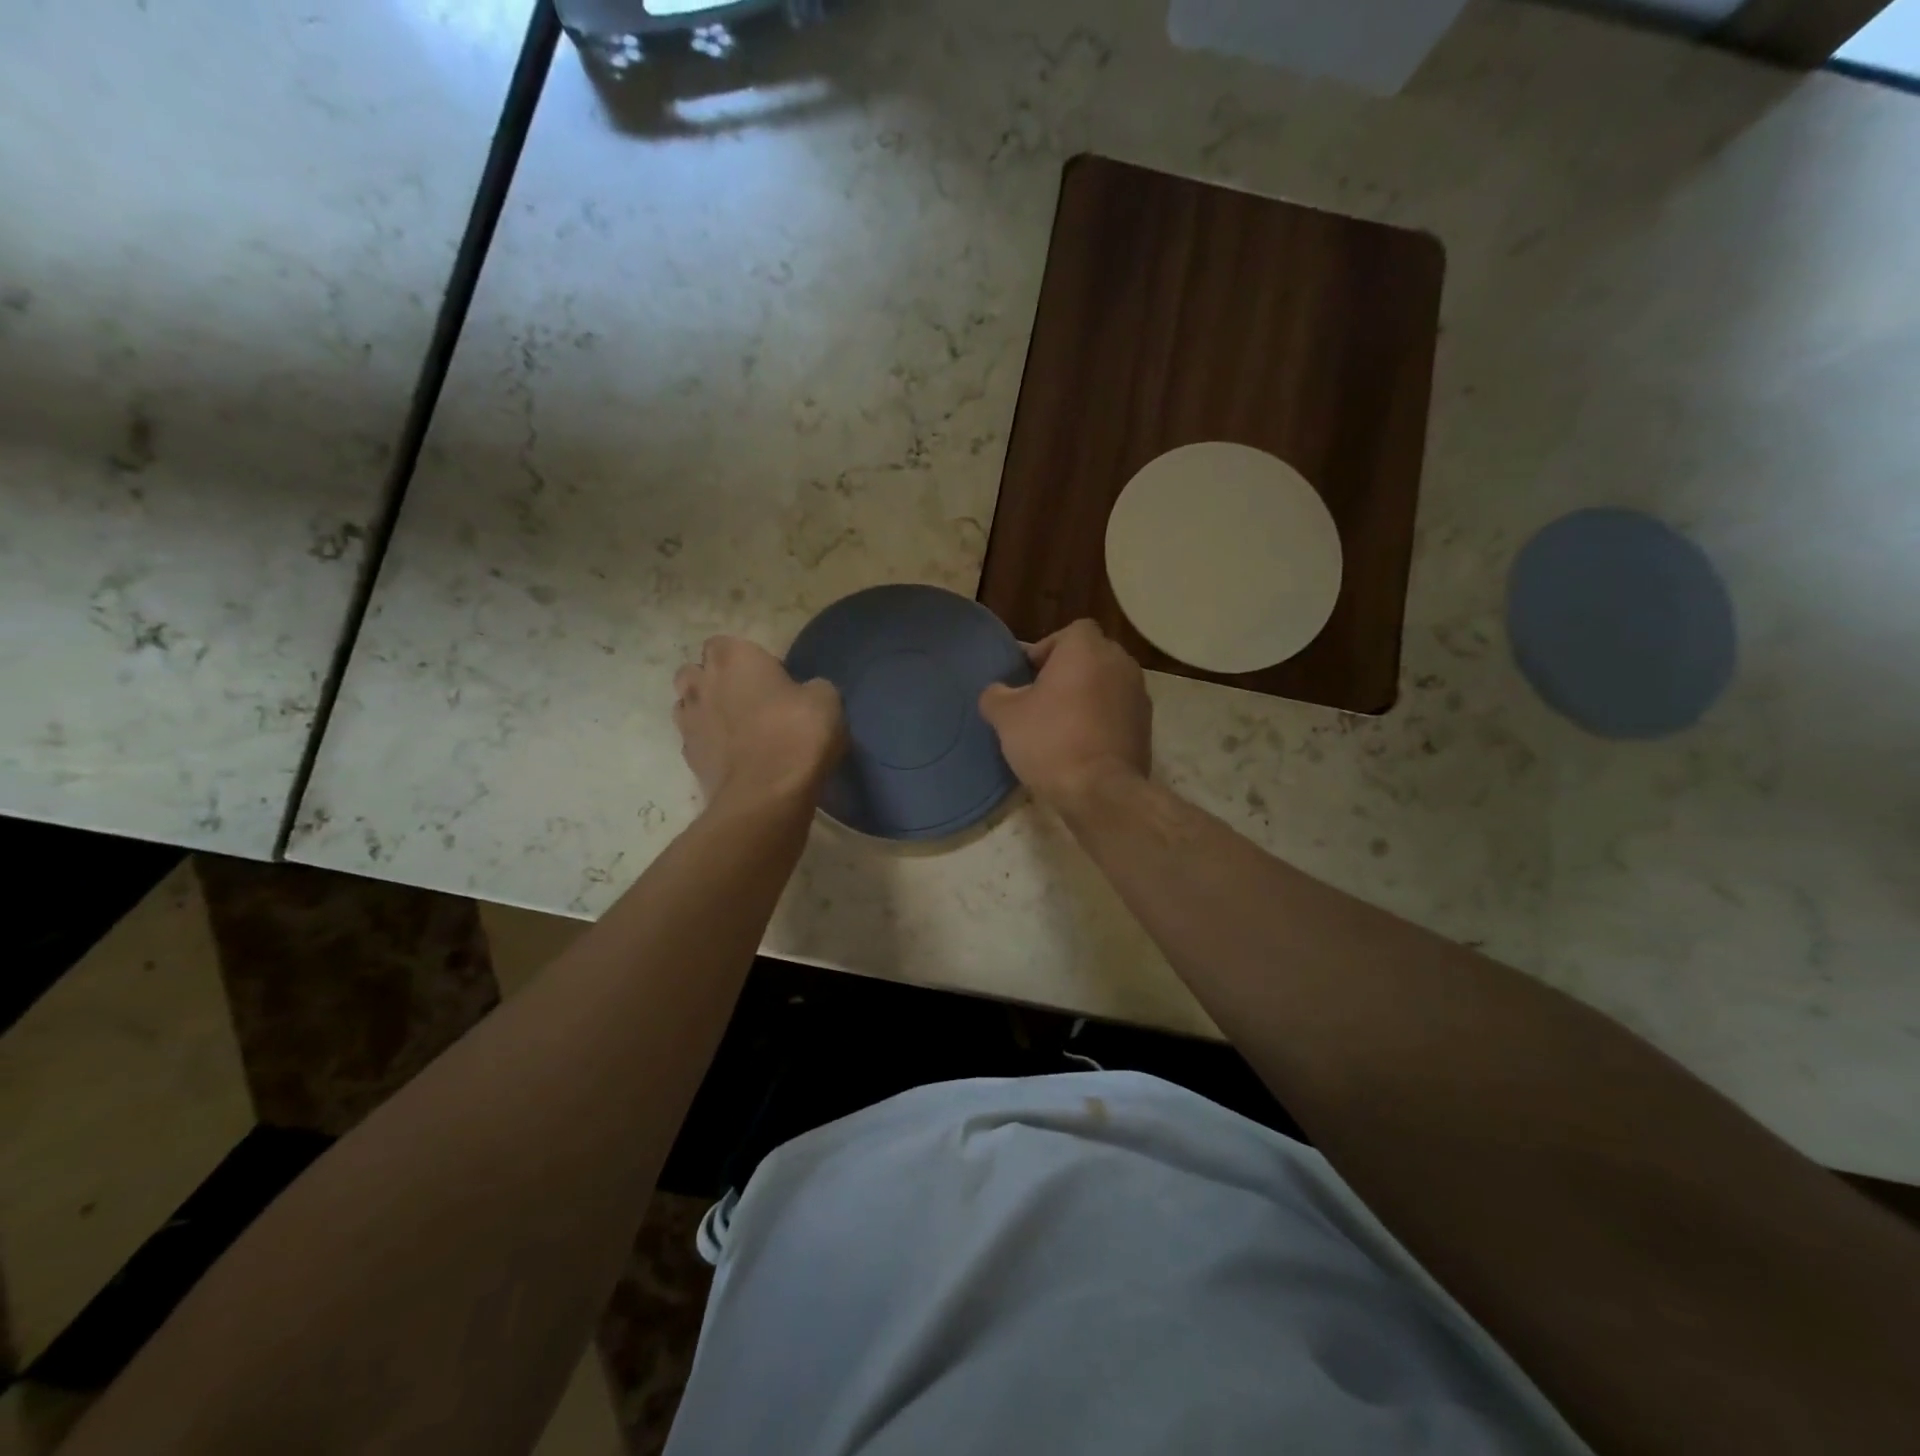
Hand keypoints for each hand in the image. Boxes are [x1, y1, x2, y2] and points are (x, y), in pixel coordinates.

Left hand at [674, 637, 845, 808]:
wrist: (767, 794)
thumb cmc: (797, 734)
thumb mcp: (826, 700)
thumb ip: (810, 687)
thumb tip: (805, 693)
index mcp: (733, 658)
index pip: (725, 642)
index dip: (746, 658)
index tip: (770, 677)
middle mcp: (702, 683)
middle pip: (696, 671)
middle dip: (714, 680)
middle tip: (748, 698)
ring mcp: (689, 721)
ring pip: (687, 704)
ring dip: (707, 710)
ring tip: (737, 727)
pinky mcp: (688, 757)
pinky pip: (695, 740)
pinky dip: (710, 743)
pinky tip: (734, 756)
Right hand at [978, 619, 1151, 809]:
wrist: (1101, 790)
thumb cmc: (1051, 741)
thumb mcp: (1006, 717)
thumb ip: (996, 695)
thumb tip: (997, 692)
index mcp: (1087, 649)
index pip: (1070, 631)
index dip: (1048, 649)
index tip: (1029, 676)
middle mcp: (1120, 662)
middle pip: (1090, 656)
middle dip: (1068, 672)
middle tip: (1042, 699)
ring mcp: (1139, 694)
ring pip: (1106, 683)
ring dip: (1087, 696)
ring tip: (1061, 724)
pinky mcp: (1146, 725)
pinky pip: (1118, 710)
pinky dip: (1102, 719)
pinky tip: (1082, 744)